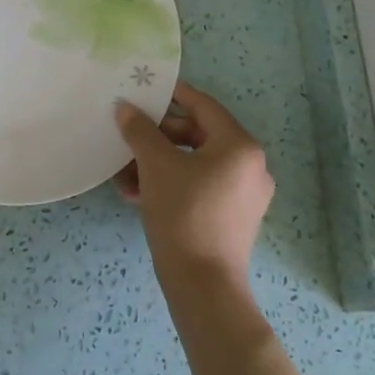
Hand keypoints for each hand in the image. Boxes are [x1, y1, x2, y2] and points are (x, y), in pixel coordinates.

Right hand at [115, 80, 273, 282]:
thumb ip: (140, 130)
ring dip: (157, 164)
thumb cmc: (183, 213)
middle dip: (157, 138)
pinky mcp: (233, 218)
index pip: (203, 105)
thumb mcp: (155, 165)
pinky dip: (170, 184)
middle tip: (128, 138)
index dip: (172, 94)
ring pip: (193, 164)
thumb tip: (125, 107)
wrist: (202, 285)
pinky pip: (198, 187)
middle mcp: (250, 166)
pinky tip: (136, 195)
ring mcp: (244, 195)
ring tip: (124, 175)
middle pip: (197, 135)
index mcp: (239, 146)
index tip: (146, 89)